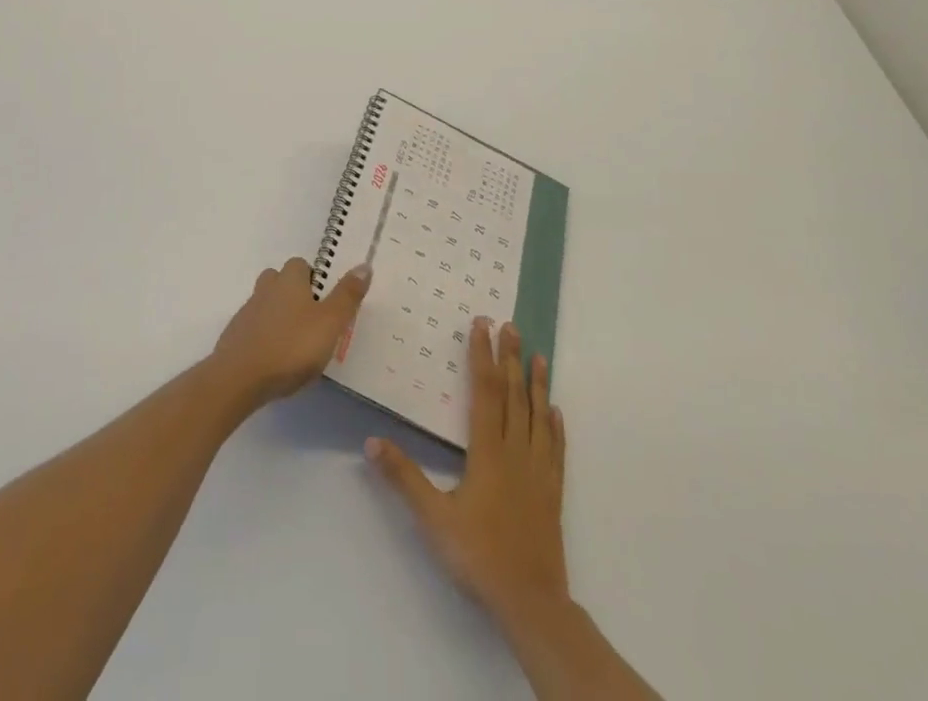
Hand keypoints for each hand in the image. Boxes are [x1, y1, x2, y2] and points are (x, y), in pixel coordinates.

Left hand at [210, 257, 370, 408]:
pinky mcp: (235, 337)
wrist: (239, 378)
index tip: (324, 300)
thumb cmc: (291, 346)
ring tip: (295, 342)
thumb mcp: (330, 323)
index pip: (300, 264)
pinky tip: (275, 359)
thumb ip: (347, 296)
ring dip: (278, 316)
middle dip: (293, 293)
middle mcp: (266, 289)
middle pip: (279, 280)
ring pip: (265, 304)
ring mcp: (247, 313)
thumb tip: (364, 265)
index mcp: (289, 281)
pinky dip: (264, 337)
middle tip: (311, 320)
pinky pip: (254, 329)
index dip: (312, 278)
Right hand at [366, 318, 568, 626]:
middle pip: (513, 395)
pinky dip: (556, 427)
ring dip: (537, 384)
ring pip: (538, 417)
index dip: (482, 356)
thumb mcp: (433, 518)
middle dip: (510, 358)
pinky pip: (556, 450)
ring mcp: (538, 471)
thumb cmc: (478, 556)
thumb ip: (403, 478)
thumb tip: (371, 441)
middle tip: (512, 326)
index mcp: (487, 452)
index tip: (483, 325)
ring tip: (538, 356)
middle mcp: (515, 452)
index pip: (484, 391)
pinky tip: (556, 411)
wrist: (530, 602)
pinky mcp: (552, 493)